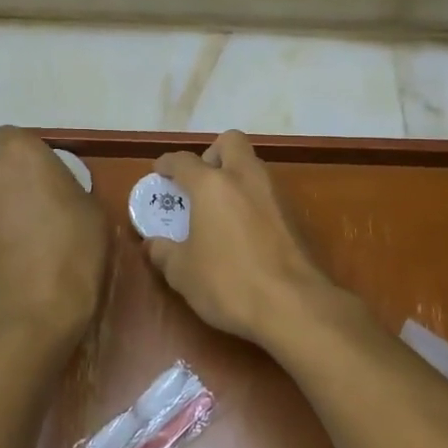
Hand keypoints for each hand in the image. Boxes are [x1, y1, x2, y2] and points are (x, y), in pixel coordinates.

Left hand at [0, 125, 109, 343]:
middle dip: (7, 180)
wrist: (34, 309)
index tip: (44, 177)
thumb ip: (65, 186)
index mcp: (20, 153)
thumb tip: (52, 193)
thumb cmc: (74, 251)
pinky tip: (8, 254)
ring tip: (20, 235)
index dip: (26, 155)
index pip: (12, 136)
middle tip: (34, 207)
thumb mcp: (92, 209)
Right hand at [144, 131, 345, 347]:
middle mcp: (245, 178)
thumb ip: (164, 253)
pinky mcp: (294, 216)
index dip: (167, 163)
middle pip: (230, 142)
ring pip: (253, 166)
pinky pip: (268, 193)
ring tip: (219, 208)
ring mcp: (275, 194)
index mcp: (212, 185)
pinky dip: (252, 200)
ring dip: (235, 176)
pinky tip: (243, 230)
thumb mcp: (183, 273)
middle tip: (200, 182)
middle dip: (212, 154)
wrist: (293, 305)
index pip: (184, 161)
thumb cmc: (228, 282)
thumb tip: (153, 245)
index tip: (159, 171)